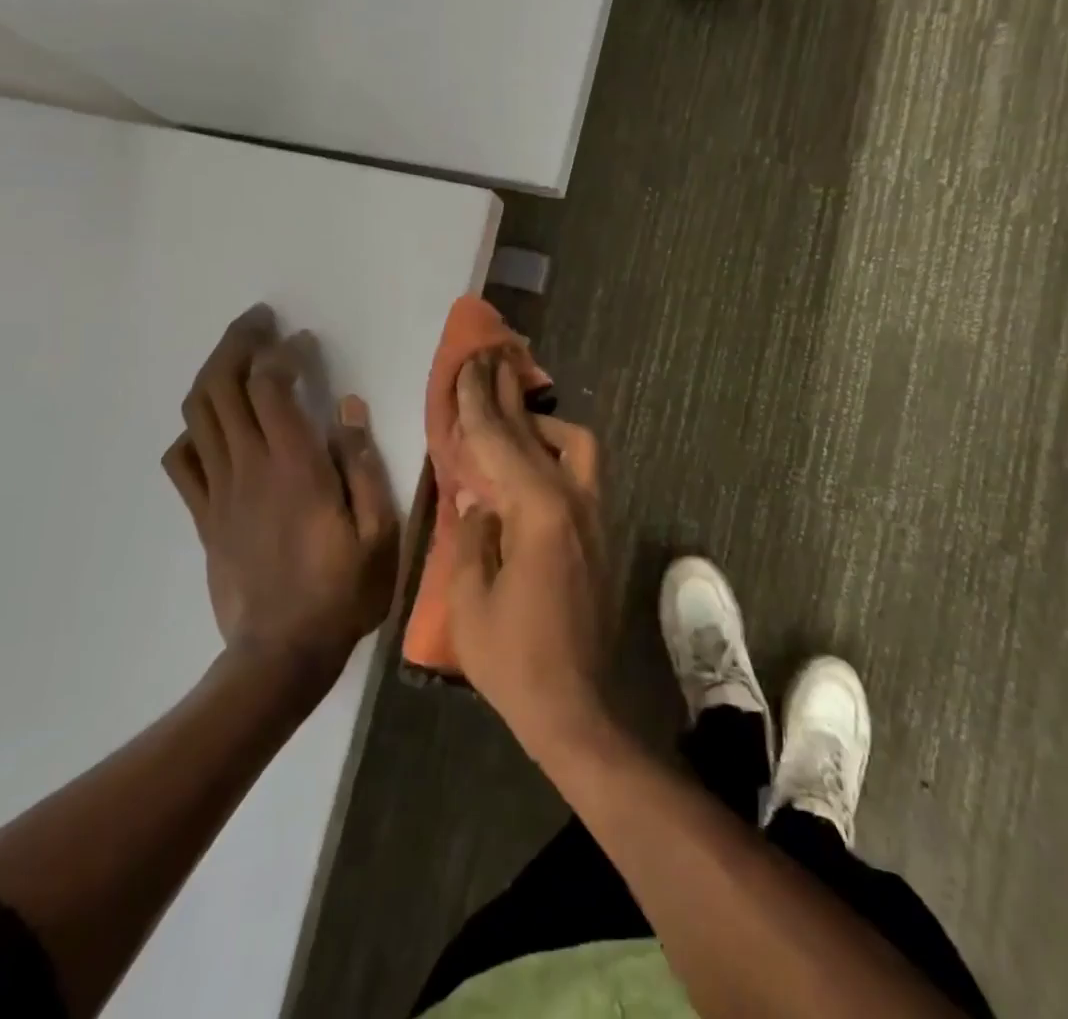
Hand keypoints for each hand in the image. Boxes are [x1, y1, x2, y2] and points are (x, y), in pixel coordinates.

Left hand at [163, 306, 400, 684]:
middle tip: (259, 322)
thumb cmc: (342, 592)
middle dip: (237, 344)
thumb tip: (349, 409)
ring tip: (236, 357)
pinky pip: (182, 461)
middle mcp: (249, 468)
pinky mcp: (204, 516)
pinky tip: (214, 426)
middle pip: (222, 388)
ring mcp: (219, 492)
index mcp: (295, 467)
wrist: (281, 655)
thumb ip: (364, 466)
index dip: (282, 353)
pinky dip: (193, 431)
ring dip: (213, 375)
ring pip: (198, 416)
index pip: (271, 388)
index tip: (302, 341)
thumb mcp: (380, 532)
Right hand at [445, 353, 610, 754]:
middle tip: (488, 362)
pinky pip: (579, 471)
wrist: (575, 706)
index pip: (500, 442)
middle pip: (537, 432)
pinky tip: (533, 465)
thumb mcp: (470, 599)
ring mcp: (594, 515)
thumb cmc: (513, 658)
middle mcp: (573, 500)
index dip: (478, 402)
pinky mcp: (600, 533)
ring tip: (510, 419)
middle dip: (508, 395)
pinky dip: (555, 452)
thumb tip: (479, 499)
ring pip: (575, 445)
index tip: (467, 364)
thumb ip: (474, 536)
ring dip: (540, 423)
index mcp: (537, 511)